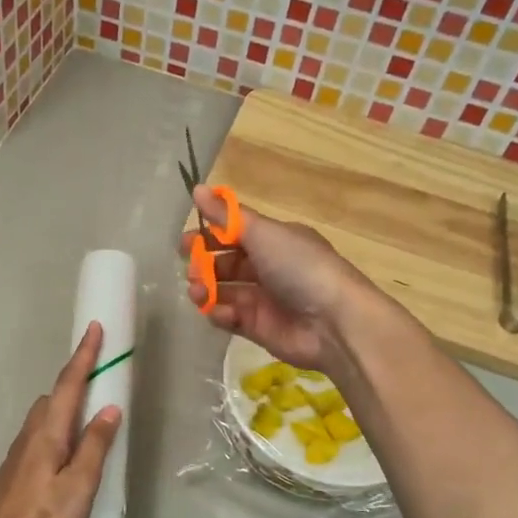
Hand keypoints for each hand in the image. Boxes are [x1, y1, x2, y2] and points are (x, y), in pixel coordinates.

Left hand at [0, 321, 122, 517]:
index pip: (68, 386)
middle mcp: (28, 439)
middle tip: (100, 375)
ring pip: (44, 419)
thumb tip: (109, 408)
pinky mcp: (14, 477)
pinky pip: (39, 438)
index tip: (95, 328)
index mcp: (46, 436)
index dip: (83, 357)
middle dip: (75, 381)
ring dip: (65, 406)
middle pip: (53, 398)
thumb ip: (95, 447)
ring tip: (90, 412)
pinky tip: (67, 451)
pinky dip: (57, 430)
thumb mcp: (79, 487)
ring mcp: (17, 458)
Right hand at [180, 185, 379, 371]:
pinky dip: (219, 314)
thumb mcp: (262, 233)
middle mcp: (270, 268)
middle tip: (189, 268)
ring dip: (205, 289)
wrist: (333, 322)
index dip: (209, 236)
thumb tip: (196, 188)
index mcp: (275, 240)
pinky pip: (230, 318)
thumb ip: (226, 215)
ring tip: (196, 291)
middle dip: (204, 264)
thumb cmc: (299, 267)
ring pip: (224, 291)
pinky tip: (218, 311)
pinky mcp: (258, 328)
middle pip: (226, 264)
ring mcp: (263, 300)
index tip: (184, 241)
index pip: (235, 234)